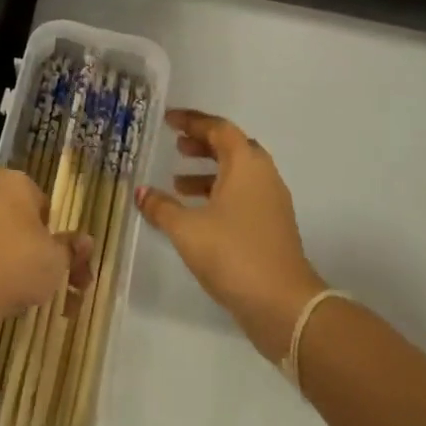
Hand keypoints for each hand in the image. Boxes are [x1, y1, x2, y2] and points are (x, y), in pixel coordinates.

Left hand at [0, 168, 90, 357]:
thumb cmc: (18, 266)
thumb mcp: (57, 260)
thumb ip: (71, 248)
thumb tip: (85, 241)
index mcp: (15, 182)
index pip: (42, 204)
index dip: (52, 233)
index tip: (55, 258)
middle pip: (17, 218)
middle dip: (30, 245)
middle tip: (42, 278)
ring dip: (8, 256)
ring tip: (18, 291)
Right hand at [136, 109, 327, 362]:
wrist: (284, 305)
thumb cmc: (233, 254)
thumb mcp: (187, 229)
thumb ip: (162, 207)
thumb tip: (142, 192)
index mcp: (246, 164)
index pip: (218, 128)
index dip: (192, 121)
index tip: (168, 120)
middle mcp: (263, 175)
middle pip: (231, 147)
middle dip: (202, 144)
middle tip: (176, 146)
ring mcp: (272, 201)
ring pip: (237, 173)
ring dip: (208, 172)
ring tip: (177, 182)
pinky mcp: (272, 226)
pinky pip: (242, 195)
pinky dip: (218, 193)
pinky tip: (196, 213)